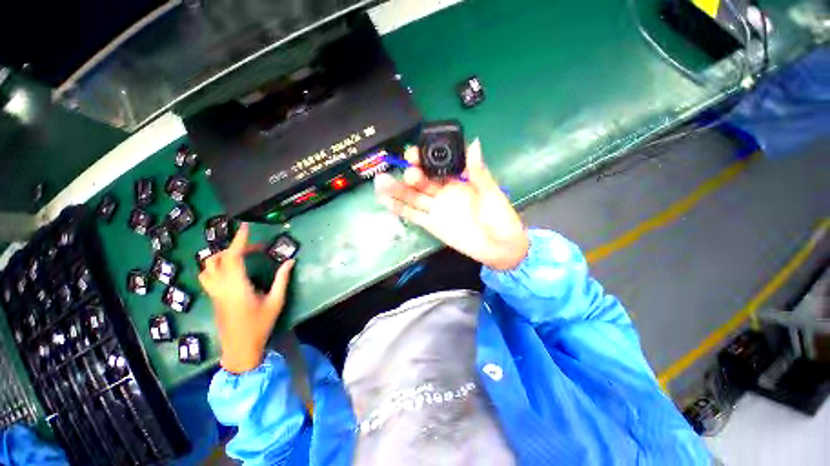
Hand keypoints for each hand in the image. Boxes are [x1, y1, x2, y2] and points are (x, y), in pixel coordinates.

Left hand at [198, 223, 294, 373]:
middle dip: (233, 248)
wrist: (240, 348)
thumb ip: (282, 279)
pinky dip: (217, 266)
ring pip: (207, 268)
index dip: (239, 240)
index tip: (246, 227)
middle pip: (216, 259)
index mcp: (236, 286)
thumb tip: (290, 261)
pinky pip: (208, 276)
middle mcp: (221, 287)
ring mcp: (214, 293)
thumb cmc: (260, 325)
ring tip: (239, 257)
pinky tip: (233, 271)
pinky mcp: (213, 298)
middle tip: (254, 249)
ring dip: (220, 257)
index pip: (233, 257)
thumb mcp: (276, 301)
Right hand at [374, 139, 528, 269]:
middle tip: (406, 172)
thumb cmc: (499, 217)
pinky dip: (398, 208)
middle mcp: (443, 191)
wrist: (499, 247)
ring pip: (412, 196)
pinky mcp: (431, 224)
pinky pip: (412, 215)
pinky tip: (384, 201)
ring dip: (397, 190)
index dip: (424, 159)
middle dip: (410, 174)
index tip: (414, 154)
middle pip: (421, 180)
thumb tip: (474, 143)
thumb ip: (478, 172)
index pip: (436, 165)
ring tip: (380, 182)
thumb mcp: (491, 193)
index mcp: (457, 180)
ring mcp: (435, 208)